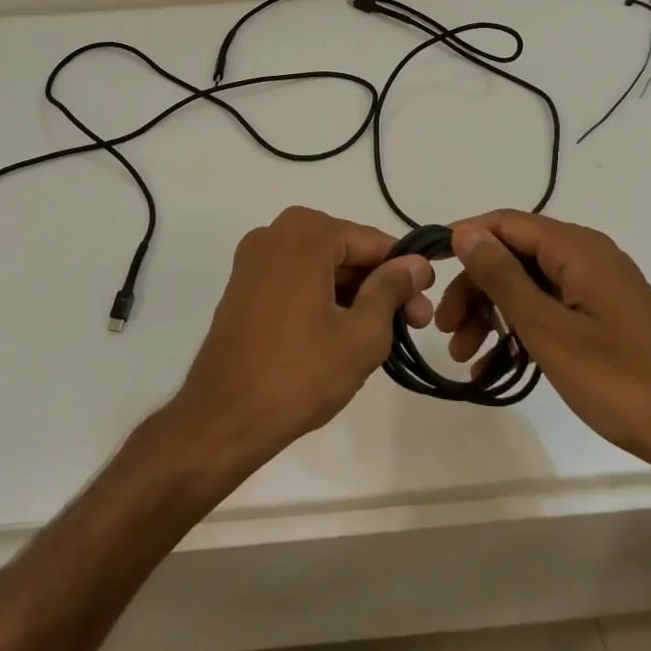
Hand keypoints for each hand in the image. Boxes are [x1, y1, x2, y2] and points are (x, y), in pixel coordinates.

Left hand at [168, 207, 433, 471]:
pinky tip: (342, 336)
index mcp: (305, 233)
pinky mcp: (243, 287)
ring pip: (321, 269)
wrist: (224, 417)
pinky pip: (296, 282)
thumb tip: (417, 263)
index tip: (427, 305)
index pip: (372, 243)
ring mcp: (254, 260)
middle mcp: (275, 233)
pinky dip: (323, 301)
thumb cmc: (299, 373)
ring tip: (382, 338)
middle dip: (380, 287)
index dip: (405, 272)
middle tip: (413, 325)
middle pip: (345, 253)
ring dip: (354, 297)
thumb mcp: (362, 333)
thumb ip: (391, 290)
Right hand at [437, 210, 650, 479]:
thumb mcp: (548, 329)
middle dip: (475, 289)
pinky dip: (519, 331)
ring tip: (463, 355)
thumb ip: (503, 277)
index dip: (465, 240)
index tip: (430, 271)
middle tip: (444, 329)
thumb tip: (466, 233)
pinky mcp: (603, 317)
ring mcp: (597, 288)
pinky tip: (492, 367)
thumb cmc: (619, 380)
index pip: (507, 223)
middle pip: (514, 255)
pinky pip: (548, 309)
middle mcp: (587, 257)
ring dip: (492, 314)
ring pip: (528, 285)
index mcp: (577, 249)